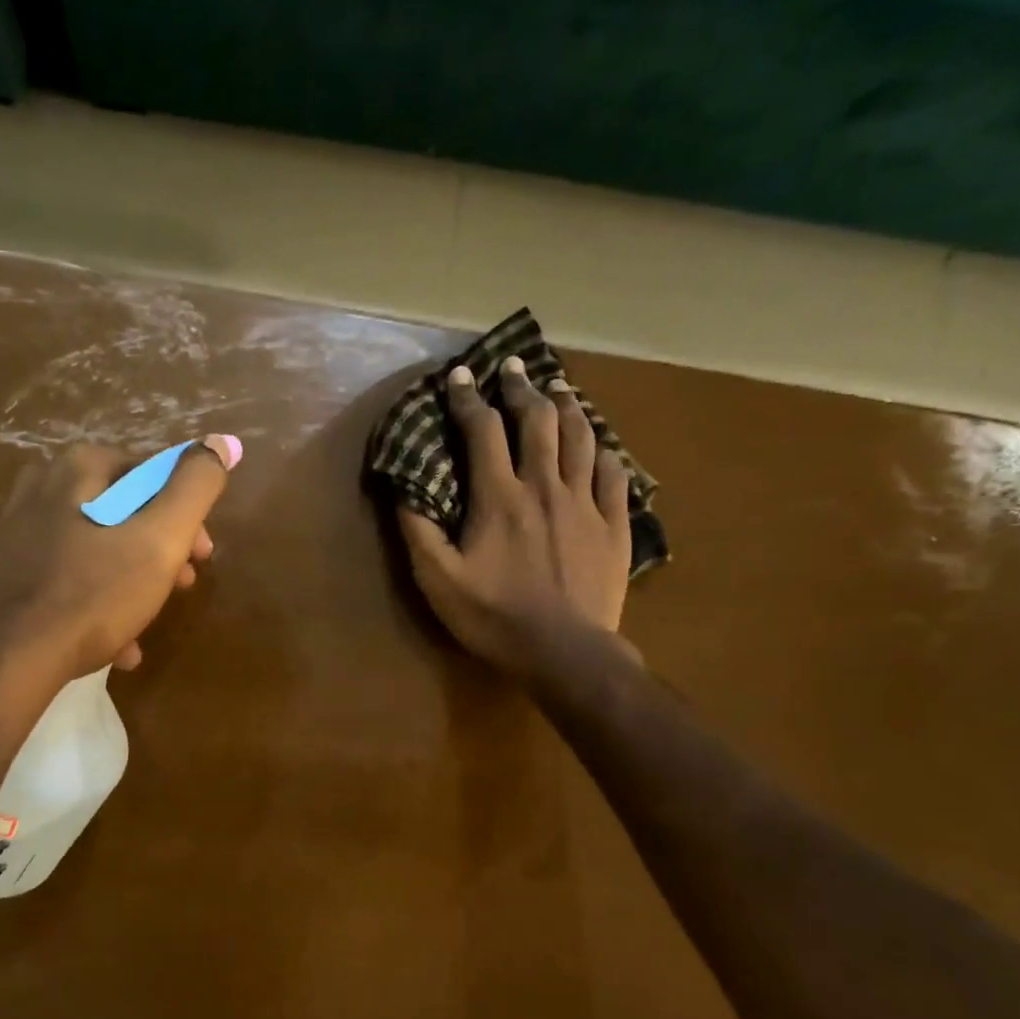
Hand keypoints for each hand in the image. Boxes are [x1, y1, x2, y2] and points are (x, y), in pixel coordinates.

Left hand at [0, 436, 240, 692]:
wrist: (0, 662)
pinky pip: (65, 580)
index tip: (202, 556)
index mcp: (79, 469)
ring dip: (131, 582)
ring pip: (95, 549)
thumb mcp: (159, 540)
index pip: (152, 473)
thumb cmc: (90, 595)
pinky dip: (95, 604)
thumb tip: (224, 441)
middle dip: (160, 550)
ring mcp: (17, 533)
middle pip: (123, 512)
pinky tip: (114, 645)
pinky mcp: (3, 574)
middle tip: (180, 587)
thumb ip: (195, 487)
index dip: (187, 514)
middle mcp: (41, 488)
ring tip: (148, 622)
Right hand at [399, 359, 633, 676]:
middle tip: (515, 366)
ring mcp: (585, 504)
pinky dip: (606, 452)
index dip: (468, 399)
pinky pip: (616, 476)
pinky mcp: (614, 526)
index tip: (460, 375)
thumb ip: (418, 529)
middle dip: (522, 388)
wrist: (564, 652)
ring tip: (560, 387)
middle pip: (537, 421)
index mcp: (499, 496)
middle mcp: (545, 486)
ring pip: (581, 439)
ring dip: (568, 407)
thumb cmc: (493, 616)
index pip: (482, 431)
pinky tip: (601, 444)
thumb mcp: (438, 579)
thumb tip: (403, 487)